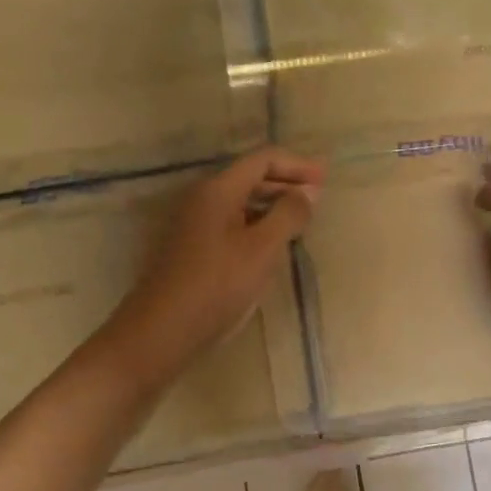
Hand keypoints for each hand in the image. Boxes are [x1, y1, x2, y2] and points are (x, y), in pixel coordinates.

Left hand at [107, 148, 323, 380]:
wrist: (164, 330)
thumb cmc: (217, 285)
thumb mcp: (262, 249)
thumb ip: (288, 214)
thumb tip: (309, 191)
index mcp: (218, 190)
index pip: (263, 160)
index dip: (297, 165)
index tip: (326, 179)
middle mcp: (203, 199)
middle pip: (250, 178)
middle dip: (287, 183)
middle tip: (319, 197)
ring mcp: (195, 225)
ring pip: (241, 203)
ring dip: (273, 205)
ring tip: (302, 221)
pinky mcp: (194, 249)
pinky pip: (233, 224)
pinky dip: (258, 225)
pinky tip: (273, 245)